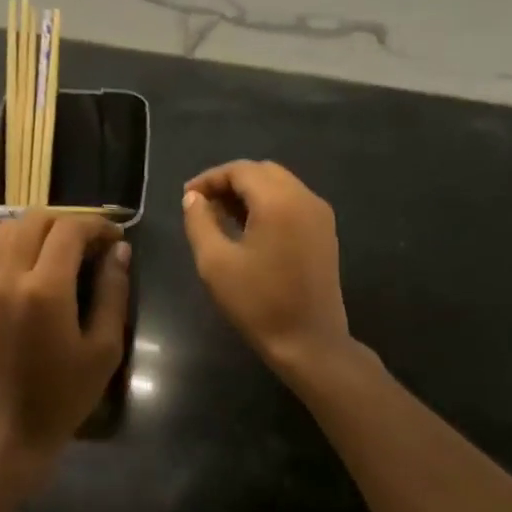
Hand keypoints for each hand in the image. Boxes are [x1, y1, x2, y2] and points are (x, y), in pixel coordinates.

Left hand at [0, 211, 130, 469]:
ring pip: (5, 233)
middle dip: (66, 222)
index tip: (114, 237)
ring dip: (36, 232)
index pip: (69, 230)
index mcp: (44, 289)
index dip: (96, 225)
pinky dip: (13, 251)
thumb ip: (112, 294)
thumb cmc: (62, 398)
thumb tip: (118, 252)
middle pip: (33, 220)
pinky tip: (30, 277)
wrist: (3, 434)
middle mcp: (6, 277)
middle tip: (89, 244)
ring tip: (59, 255)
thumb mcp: (102, 350)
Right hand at [182, 161, 350, 376]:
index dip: (210, 178)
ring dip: (250, 193)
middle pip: (263, 172)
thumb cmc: (257, 302)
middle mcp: (304, 198)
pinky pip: (293, 203)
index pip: (240, 170)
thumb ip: (200, 222)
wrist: (308, 341)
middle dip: (230, 182)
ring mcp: (319, 215)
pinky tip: (249, 230)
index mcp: (278, 201)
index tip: (187, 197)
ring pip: (280, 186)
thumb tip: (194, 198)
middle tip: (203, 206)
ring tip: (221, 217)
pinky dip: (268, 206)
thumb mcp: (215, 262)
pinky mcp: (325, 233)